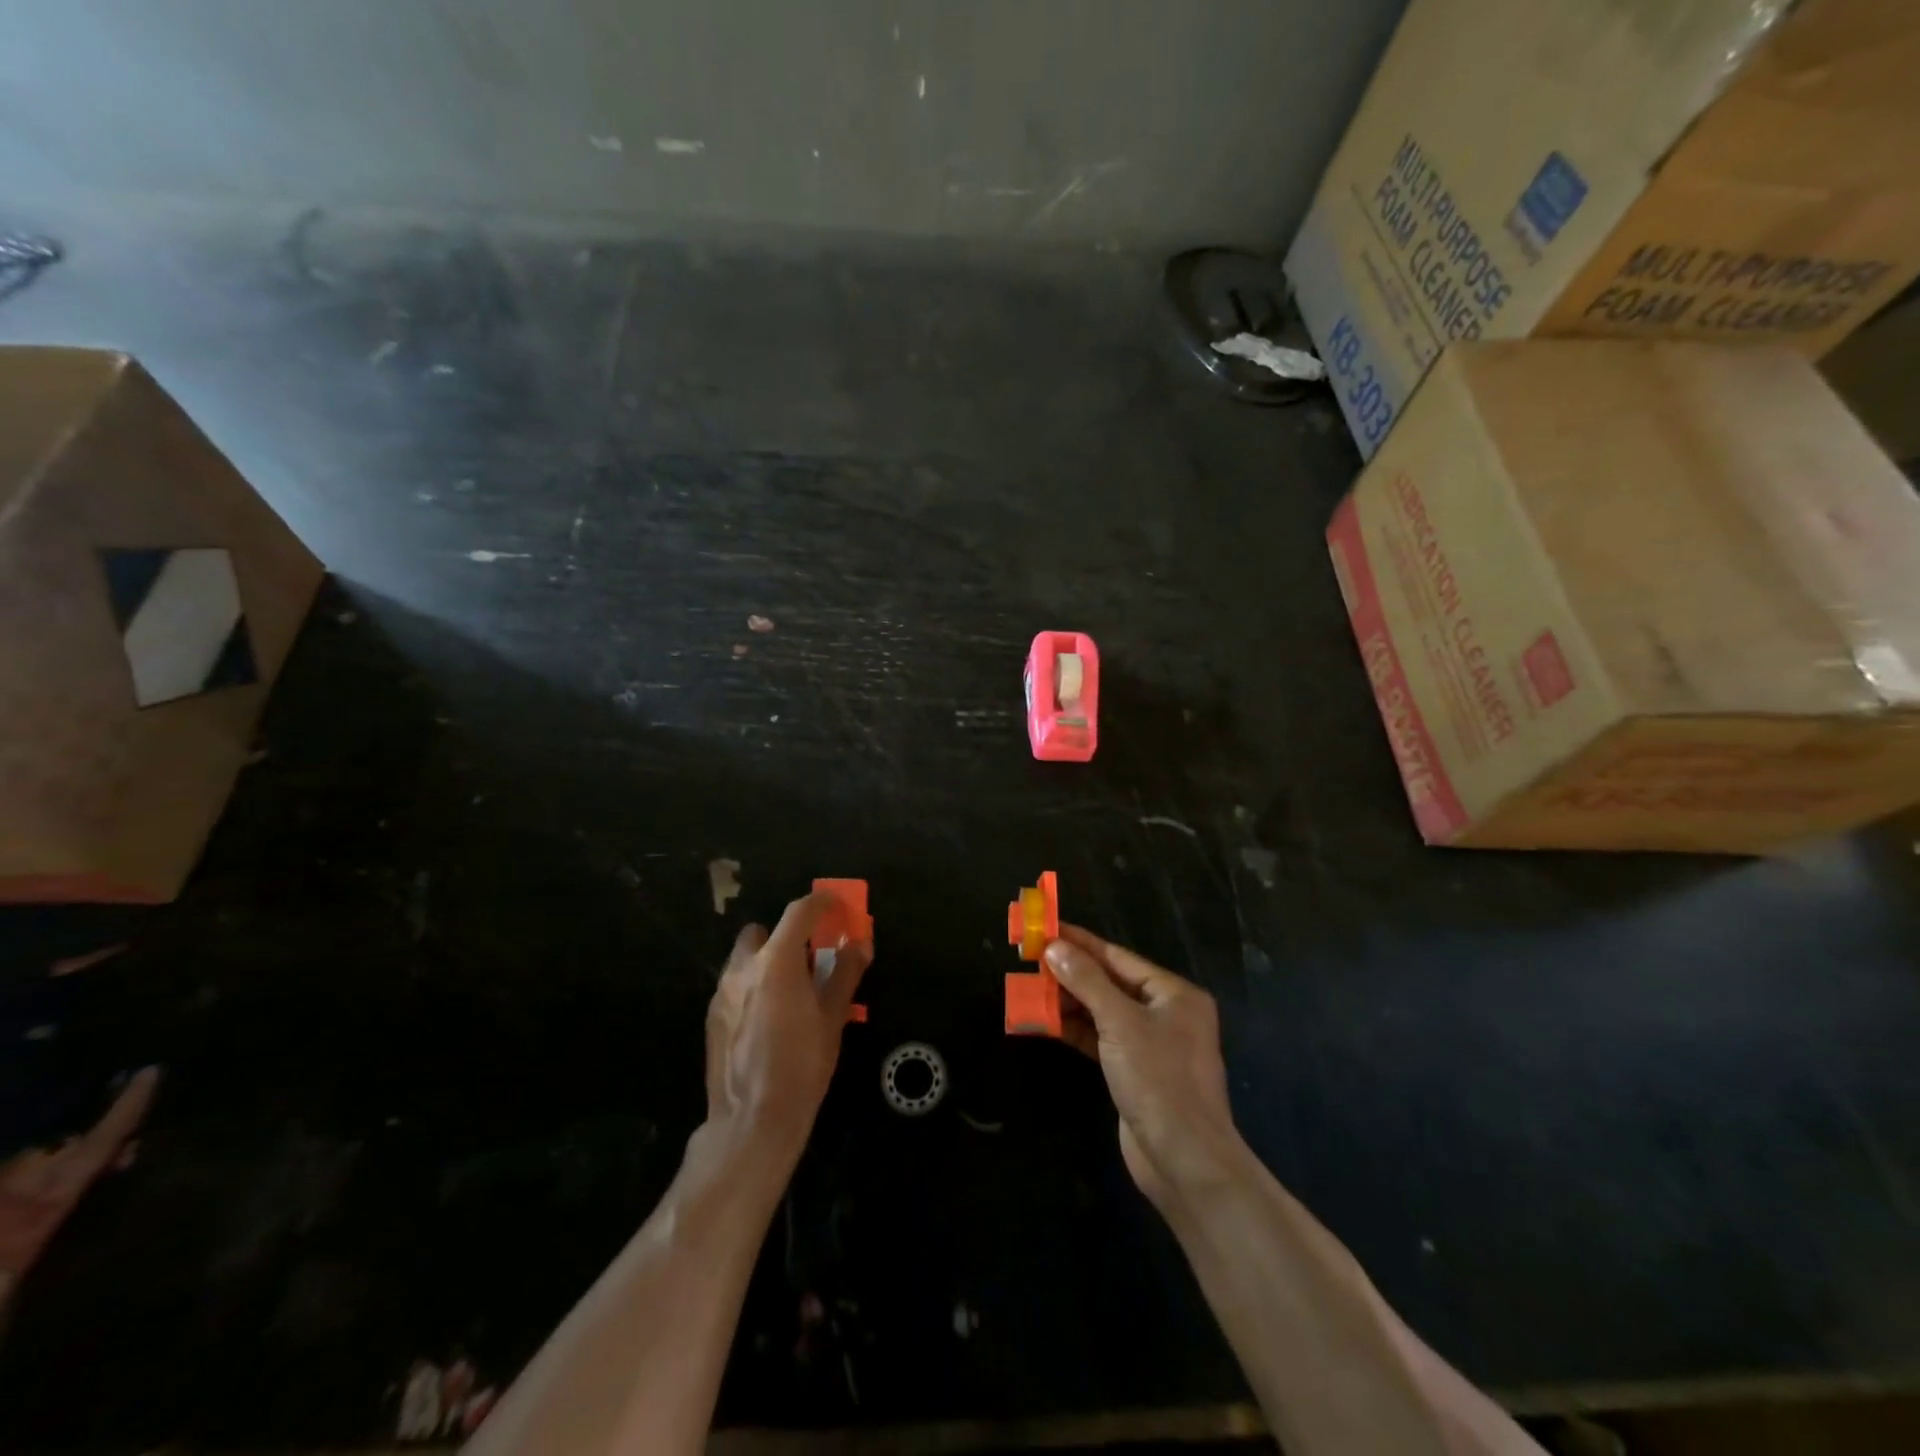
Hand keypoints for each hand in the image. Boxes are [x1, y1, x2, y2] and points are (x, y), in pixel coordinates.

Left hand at [705, 893, 870, 1155]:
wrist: (751, 1120)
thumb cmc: (801, 1066)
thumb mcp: (832, 1018)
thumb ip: (844, 975)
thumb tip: (859, 945)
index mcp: (776, 961)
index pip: (799, 912)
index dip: (821, 903)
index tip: (837, 906)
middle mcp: (743, 967)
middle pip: (764, 931)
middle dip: (787, 935)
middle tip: (810, 958)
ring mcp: (722, 991)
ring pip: (745, 958)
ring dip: (767, 960)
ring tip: (790, 991)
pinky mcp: (712, 1016)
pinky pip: (735, 984)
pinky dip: (753, 986)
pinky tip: (768, 1017)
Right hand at [1045, 927, 1245, 1212]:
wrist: (1184, 1160)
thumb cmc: (1158, 1080)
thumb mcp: (1120, 1022)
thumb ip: (1086, 981)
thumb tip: (1054, 947)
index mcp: (1174, 994)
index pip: (1118, 957)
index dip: (1080, 943)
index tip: (1045, 930)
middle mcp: (1165, 1013)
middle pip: (1109, 982)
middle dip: (1070, 973)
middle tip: (1030, 960)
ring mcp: (1149, 1044)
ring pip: (1102, 1011)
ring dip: (1068, 1002)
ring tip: (1030, 989)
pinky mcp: (1133, 1071)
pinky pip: (1100, 1038)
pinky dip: (1074, 1029)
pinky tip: (1044, 1022)